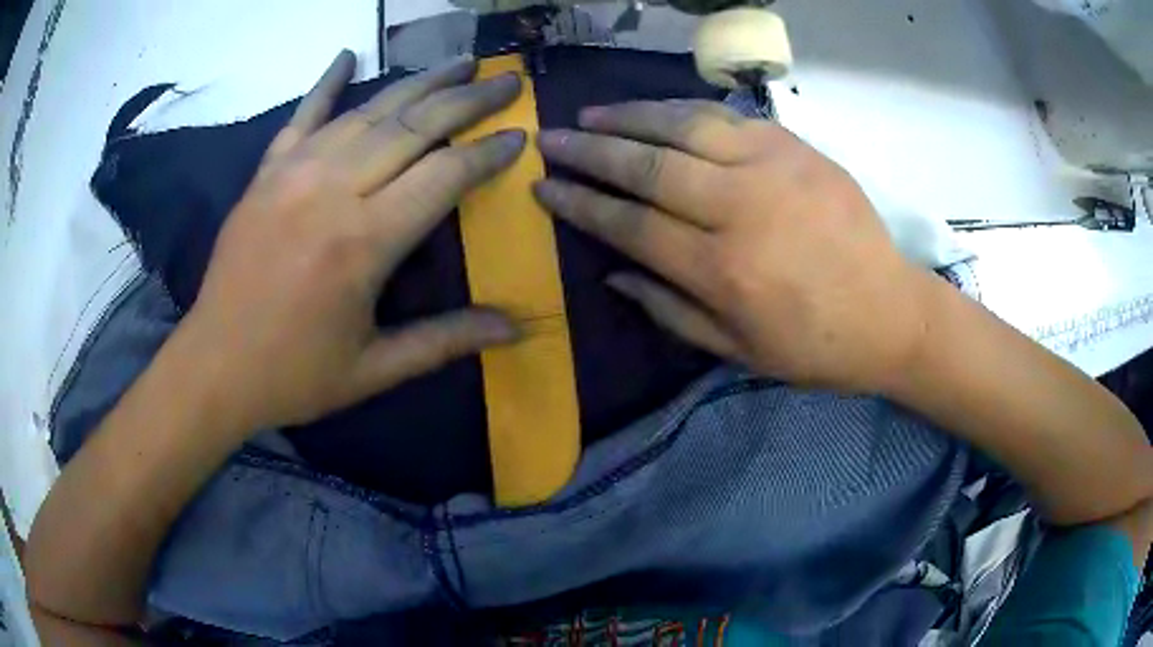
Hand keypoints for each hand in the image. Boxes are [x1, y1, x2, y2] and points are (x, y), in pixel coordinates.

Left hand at [181, 51, 525, 430]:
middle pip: (414, 126)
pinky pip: (302, 116)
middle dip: (468, 99)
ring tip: (458, 63)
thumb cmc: (293, 375)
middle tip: (507, 79)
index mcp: (363, 242)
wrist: (214, 367)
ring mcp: (293, 173)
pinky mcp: (265, 174)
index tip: (520, 134)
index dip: (488, 152)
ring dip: (418, 83)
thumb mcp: (374, 370)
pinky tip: (346, 55)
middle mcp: (331, 191)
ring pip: (368, 111)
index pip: (445, 174)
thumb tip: (515, 328)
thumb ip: (445, 340)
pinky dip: (326, 83)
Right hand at [534, 100, 928, 391]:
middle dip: (590, 151)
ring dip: (630, 116)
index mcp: (723, 271)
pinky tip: (655, 110)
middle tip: (551, 138)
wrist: (892, 312)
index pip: (631, 225)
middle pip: (648, 166)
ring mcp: (773, 168)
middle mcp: (741, 209)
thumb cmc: (816, 346)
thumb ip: (669, 310)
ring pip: (684, 127)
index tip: (544, 187)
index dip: (581, 204)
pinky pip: (728, 118)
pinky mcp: (798, 148)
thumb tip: (612, 272)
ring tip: (592, 114)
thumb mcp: (738, 352)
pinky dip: (683, 111)